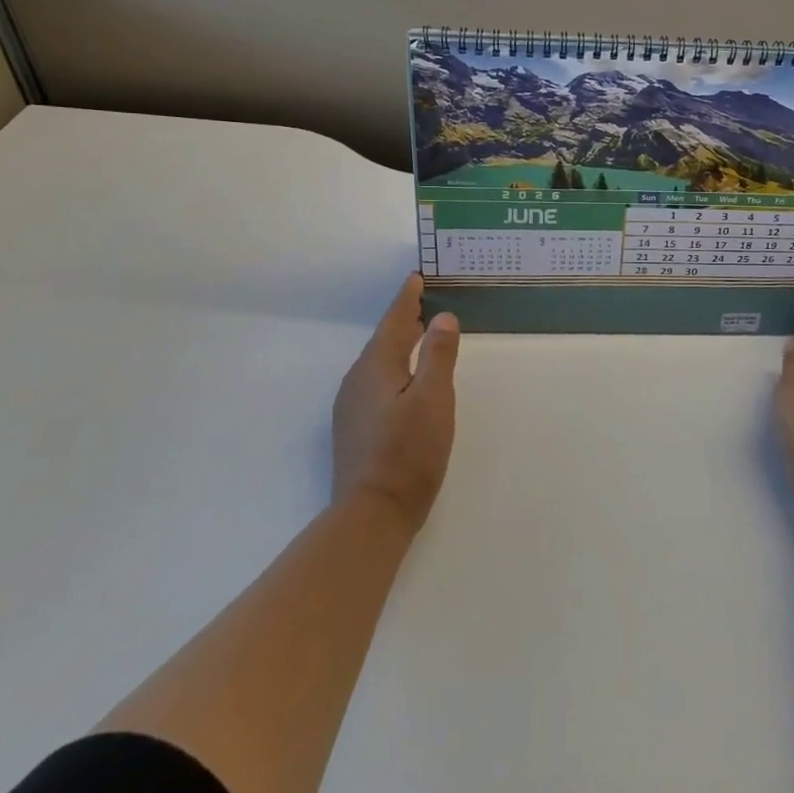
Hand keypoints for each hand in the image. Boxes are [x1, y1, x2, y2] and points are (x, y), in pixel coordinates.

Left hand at [333, 274, 460, 531]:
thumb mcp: (434, 399)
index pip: (394, 322)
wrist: (371, 514)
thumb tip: (442, 317)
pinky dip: (393, 368)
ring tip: (419, 335)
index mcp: (376, 367)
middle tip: (423, 301)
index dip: (406, 299)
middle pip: (384, 340)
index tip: (416, 277)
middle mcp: (357, 381)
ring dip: (399, 344)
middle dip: (403, 320)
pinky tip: (405, 380)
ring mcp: (351, 407)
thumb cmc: (408, 453)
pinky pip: (375, 382)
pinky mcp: (354, 429)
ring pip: (378, 363)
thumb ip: (438, 355)